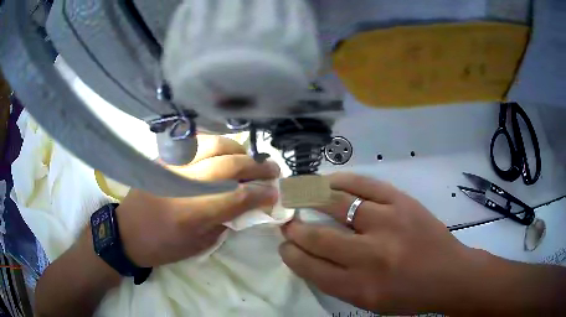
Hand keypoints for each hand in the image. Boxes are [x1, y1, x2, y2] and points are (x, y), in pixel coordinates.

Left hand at [117, 135, 279, 266]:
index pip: (236, 197)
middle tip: (272, 170)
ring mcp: (172, 165)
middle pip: (229, 166)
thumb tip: (246, 203)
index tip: (275, 193)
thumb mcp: (198, 245)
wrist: (127, 232)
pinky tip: (226, 152)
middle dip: (256, 167)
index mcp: (191, 214)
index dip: (260, 194)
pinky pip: (196, 142)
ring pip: (214, 145)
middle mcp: (182, 183)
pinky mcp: (164, 157)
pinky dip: (217, 144)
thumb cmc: (162, 246)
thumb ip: (225, 221)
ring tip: (250, 159)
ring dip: (239, 150)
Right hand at [279, 172, 476, 313]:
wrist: (449, 274)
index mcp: (359, 287)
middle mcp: (370, 256)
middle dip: (295, 229)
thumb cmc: (408, 296)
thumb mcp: (368, 302)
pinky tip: (327, 181)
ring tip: (299, 194)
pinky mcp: (402, 202)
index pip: (310, 268)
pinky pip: (364, 185)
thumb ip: (337, 282)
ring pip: (337, 204)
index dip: (290, 254)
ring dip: (311, 199)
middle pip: (318, 238)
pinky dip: (341, 181)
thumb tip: (308, 257)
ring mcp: (387, 224)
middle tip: (287, 222)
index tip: (284, 244)